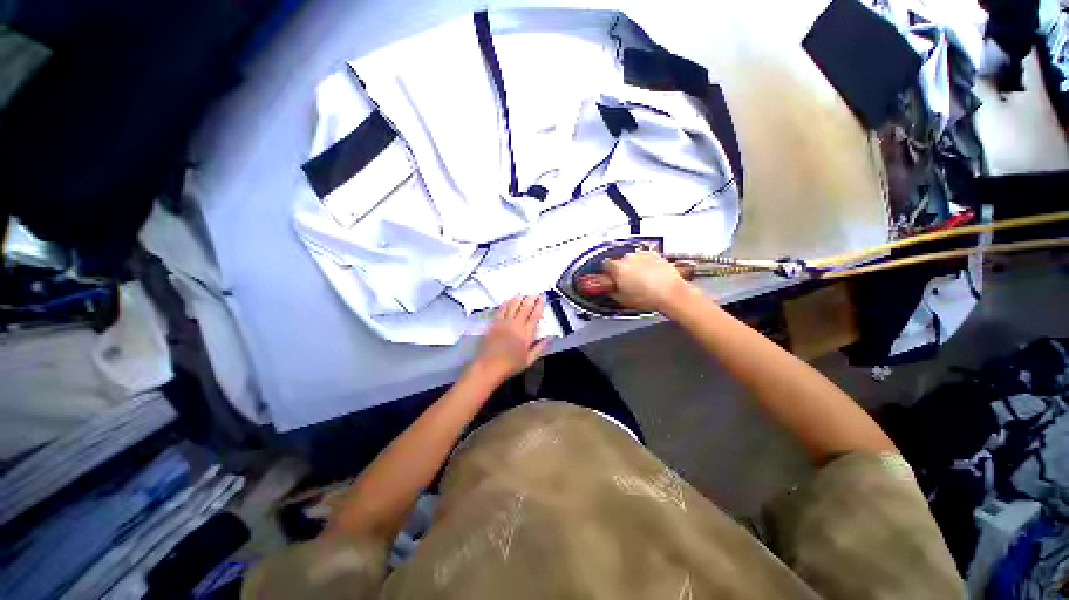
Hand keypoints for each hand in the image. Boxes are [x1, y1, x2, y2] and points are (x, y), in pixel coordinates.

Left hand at [472, 295, 549, 380]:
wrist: (489, 366)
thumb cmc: (511, 365)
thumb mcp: (529, 360)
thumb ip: (540, 347)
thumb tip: (550, 337)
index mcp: (527, 334)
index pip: (535, 314)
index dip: (540, 304)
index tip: (542, 297)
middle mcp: (516, 325)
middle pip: (525, 307)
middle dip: (531, 298)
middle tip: (534, 293)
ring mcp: (504, 322)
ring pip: (513, 305)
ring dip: (519, 298)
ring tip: (523, 293)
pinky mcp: (494, 323)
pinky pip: (501, 309)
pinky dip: (506, 303)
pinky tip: (509, 300)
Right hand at [603, 251, 692, 311]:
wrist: (671, 293)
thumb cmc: (649, 297)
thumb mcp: (622, 300)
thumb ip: (612, 291)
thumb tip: (609, 289)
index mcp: (617, 268)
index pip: (605, 264)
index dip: (608, 272)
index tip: (611, 278)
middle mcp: (628, 258)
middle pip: (620, 261)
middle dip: (622, 270)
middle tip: (628, 282)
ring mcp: (642, 255)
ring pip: (633, 259)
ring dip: (634, 267)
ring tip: (641, 280)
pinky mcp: (654, 254)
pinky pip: (645, 258)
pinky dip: (646, 264)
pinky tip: (650, 275)